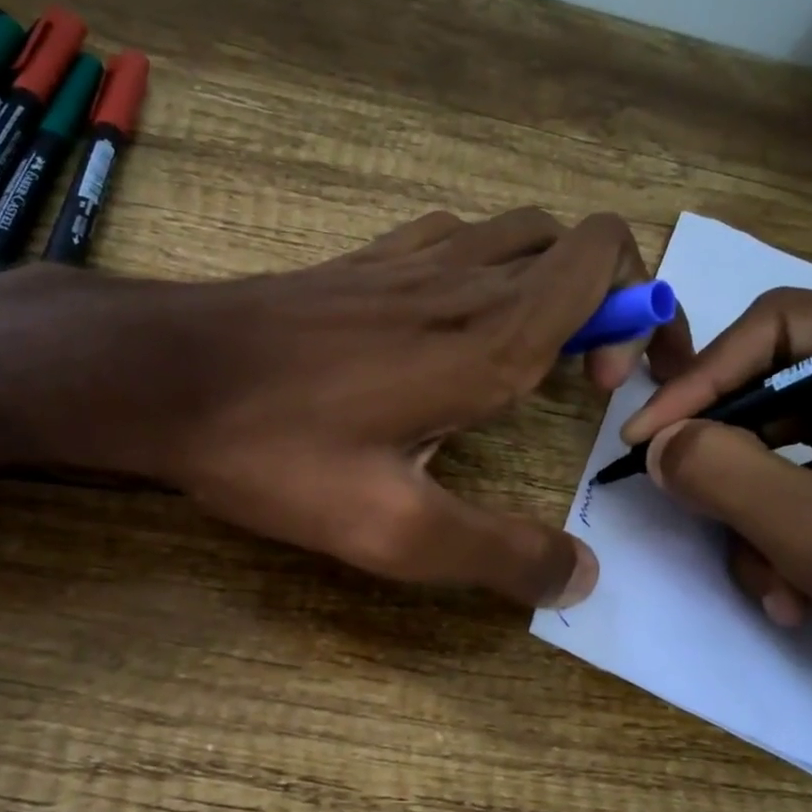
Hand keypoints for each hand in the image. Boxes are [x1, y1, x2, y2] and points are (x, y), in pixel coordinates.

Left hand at [30, 208, 691, 607]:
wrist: (164, 374)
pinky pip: (452, 239)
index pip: (610, 259)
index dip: (647, 310)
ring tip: (525, 356)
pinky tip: (449, 328)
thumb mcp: (393, 530)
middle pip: (576, 240)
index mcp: (490, 338)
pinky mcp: (362, 263)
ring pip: (517, 233)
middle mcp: (463, 280)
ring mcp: (407, 260)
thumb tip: (579, 577)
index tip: (619, 387)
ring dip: (549, 281)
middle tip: (581, 379)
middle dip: (611, 299)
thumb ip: (498, 554)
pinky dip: (482, 270)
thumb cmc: (276, 449)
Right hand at [621, 287, 811, 740]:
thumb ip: (734, 480)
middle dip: (734, 459)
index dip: (708, 377)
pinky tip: (790, 590)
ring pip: (774, 435)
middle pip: (776, 380)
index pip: (792, 325)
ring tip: (771, 581)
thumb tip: (654, 443)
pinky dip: (773, 530)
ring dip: (753, 511)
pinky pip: (791, 474)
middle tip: (681, 499)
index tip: (645, 436)